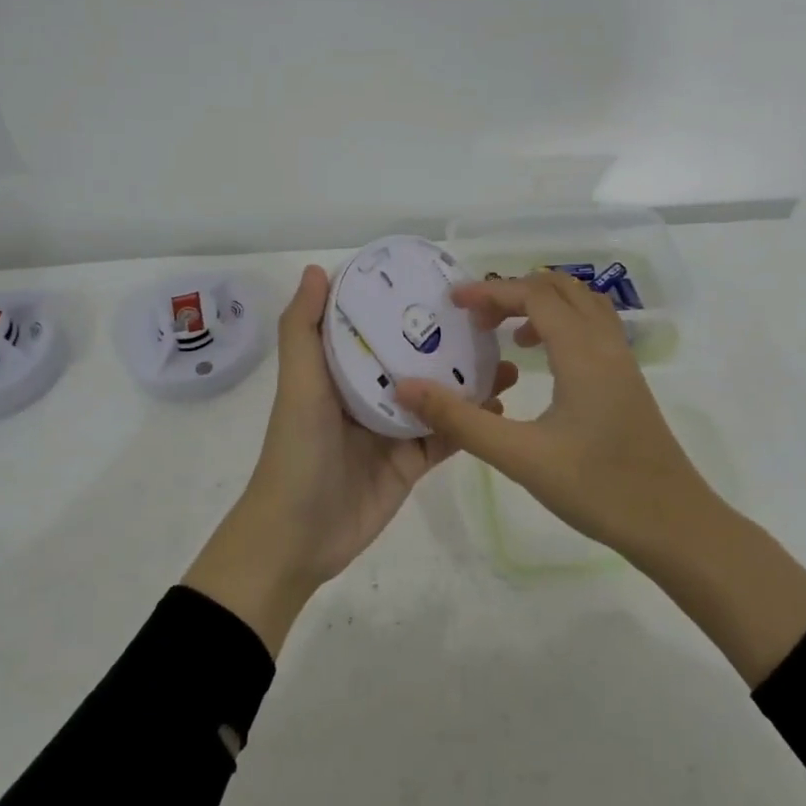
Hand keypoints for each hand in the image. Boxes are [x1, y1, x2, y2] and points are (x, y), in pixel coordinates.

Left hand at [184, 264, 517, 654]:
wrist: (298, 536)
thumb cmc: (298, 449)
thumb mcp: (299, 384)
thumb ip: (303, 329)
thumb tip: (317, 268)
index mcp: (342, 368)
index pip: (376, 325)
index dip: (404, 303)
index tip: (443, 279)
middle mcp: (370, 392)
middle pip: (416, 358)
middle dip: (450, 341)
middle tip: (492, 322)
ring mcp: (394, 428)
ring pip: (439, 396)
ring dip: (470, 380)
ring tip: (507, 360)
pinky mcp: (412, 462)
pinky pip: (447, 436)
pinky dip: (473, 422)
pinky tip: (502, 405)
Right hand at [396, 270, 805, 686]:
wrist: (675, 526)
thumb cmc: (598, 488)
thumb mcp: (520, 457)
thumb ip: (461, 420)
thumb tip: (408, 387)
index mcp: (582, 352)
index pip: (534, 295)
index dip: (490, 291)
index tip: (453, 301)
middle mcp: (606, 345)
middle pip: (560, 289)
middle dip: (513, 292)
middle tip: (476, 318)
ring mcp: (622, 362)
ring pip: (582, 305)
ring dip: (541, 304)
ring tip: (506, 333)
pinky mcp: (628, 382)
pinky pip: (593, 328)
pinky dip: (562, 324)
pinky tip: (542, 362)